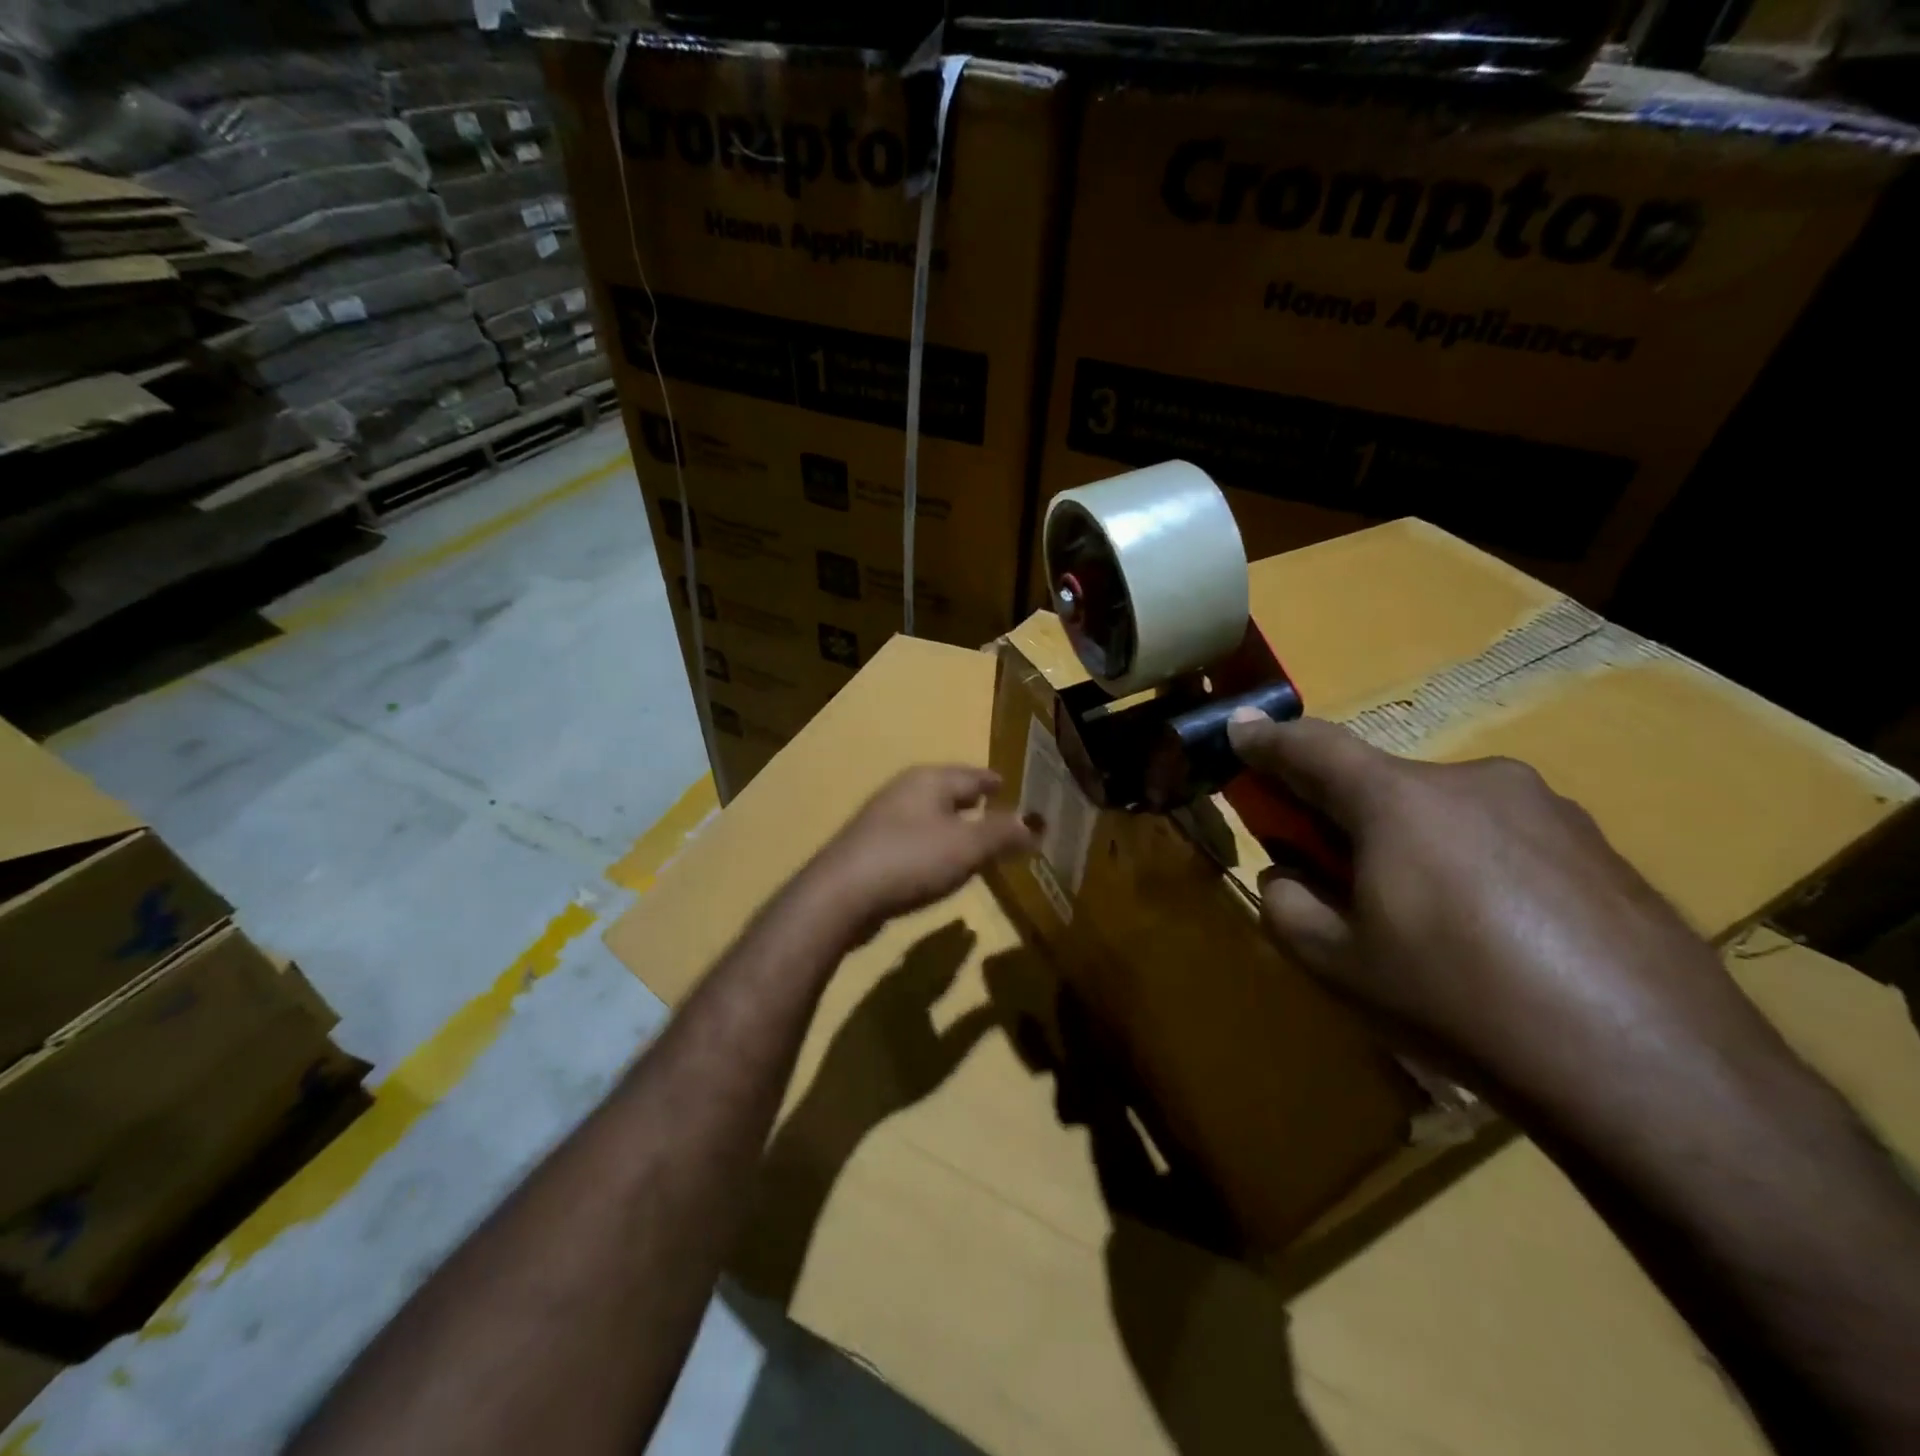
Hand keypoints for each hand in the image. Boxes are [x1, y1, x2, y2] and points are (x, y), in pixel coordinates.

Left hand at [801, 766, 1036, 946]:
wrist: (841, 895)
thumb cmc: (910, 859)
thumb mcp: (967, 846)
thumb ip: (1003, 833)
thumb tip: (1034, 823)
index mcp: (930, 780)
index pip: (973, 775)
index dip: (996, 784)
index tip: (1015, 790)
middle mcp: (905, 791)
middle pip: (949, 792)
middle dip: (975, 804)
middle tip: (1003, 818)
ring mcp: (884, 819)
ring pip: (931, 816)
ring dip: (954, 827)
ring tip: (978, 843)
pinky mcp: (871, 848)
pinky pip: (915, 840)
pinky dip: (935, 847)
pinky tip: (941, 865)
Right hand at [1224, 713, 1758, 1104]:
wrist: (1652, 1068)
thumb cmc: (1459, 1001)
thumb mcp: (1336, 964)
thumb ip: (1285, 903)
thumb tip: (1287, 875)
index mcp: (1398, 799)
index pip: (1312, 747)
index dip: (1268, 740)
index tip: (1240, 734)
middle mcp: (1472, 781)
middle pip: (1382, 782)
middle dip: (1346, 814)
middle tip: (1339, 873)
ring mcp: (1547, 809)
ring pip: (1446, 810)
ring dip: (1414, 841)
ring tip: (1429, 921)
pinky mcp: (1601, 847)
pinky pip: (1506, 838)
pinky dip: (1475, 865)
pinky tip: (1499, 936)